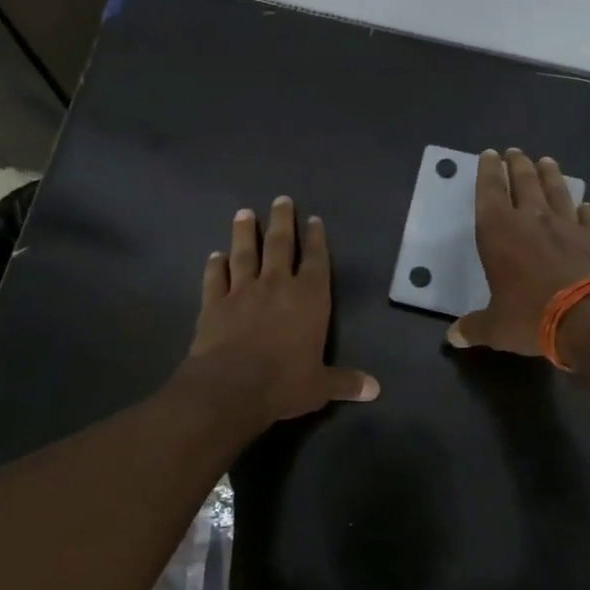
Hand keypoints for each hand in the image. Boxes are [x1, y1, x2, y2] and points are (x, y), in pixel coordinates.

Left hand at [185, 197, 379, 424]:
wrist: (230, 387)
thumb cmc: (284, 383)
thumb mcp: (321, 386)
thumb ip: (346, 382)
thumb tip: (375, 389)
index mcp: (309, 299)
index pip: (316, 261)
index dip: (316, 239)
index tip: (313, 220)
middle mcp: (277, 285)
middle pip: (281, 245)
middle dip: (282, 221)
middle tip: (281, 200)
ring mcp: (242, 291)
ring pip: (245, 253)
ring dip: (245, 232)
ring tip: (245, 213)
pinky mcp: (214, 304)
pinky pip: (215, 278)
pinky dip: (215, 266)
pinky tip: (215, 255)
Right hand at [446, 149, 589, 355]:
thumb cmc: (531, 317)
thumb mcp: (496, 327)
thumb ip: (474, 328)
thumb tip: (453, 338)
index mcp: (499, 232)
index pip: (489, 192)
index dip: (487, 172)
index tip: (489, 155)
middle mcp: (532, 219)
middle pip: (524, 182)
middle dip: (517, 165)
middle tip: (514, 152)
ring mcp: (567, 225)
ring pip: (556, 190)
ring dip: (549, 174)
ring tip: (546, 161)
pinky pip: (588, 216)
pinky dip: (584, 209)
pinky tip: (585, 205)